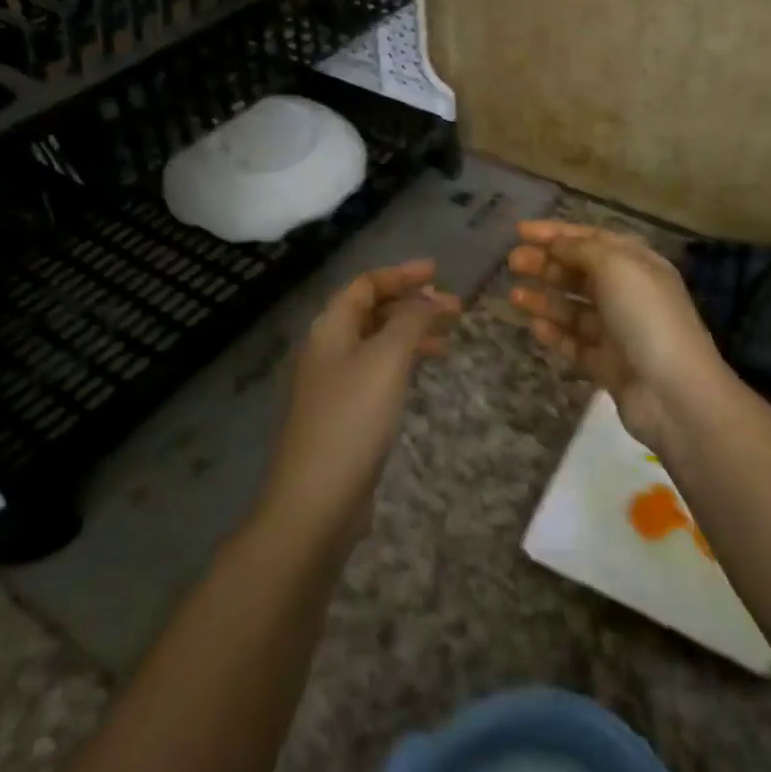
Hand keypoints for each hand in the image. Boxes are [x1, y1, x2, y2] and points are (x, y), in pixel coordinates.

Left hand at [261, 259, 459, 547]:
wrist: (317, 499)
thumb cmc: (353, 417)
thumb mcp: (387, 358)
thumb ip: (411, 320)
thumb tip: (430, 299)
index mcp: (330, 328)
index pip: (365, 284)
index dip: (401, 274)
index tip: (439, 273)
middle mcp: (327, 349)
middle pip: (370, 310)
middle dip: (411, 303)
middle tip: (453, 307)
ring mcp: (333, 383)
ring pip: (376, 341)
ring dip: (410, 332)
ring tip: (448, 338)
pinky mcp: (343, 413)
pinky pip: (377, 370)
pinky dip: (403, 360)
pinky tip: (423, 371)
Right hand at [507, 221, 727, 448]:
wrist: (673, 392)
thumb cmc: (646, 317)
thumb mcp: (616, 267)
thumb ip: (582, 250)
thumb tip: (556, 244)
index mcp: (637, 264)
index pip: (592, 239)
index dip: (556, 233)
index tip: (519, 230)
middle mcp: (629, 293)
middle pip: (580, 272)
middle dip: (546, 264)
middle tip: (512, 263)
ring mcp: (618, 331)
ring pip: (574, 309)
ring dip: (545, 298)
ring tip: (514, 297)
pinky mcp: (607, 364)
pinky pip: (575, 343)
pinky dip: (555, 333)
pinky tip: (534, 326)